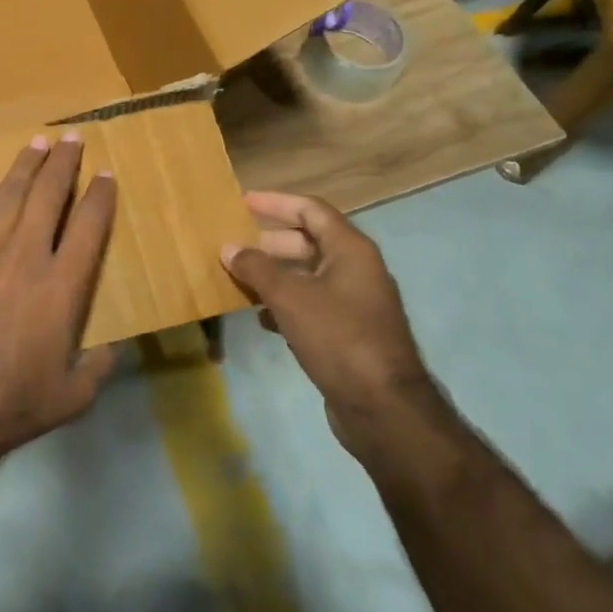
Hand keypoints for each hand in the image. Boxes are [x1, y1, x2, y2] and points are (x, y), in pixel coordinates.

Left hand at [0, 133, 117, 466]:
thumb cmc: (15, 405)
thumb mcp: (74, 396)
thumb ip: (99, 366)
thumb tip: (114, 347)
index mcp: (61, 285)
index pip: (88, 226)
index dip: (100, 196)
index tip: (106, 174)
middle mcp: (24, 257)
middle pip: (47, 197)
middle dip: (63, 163)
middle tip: (72, 138)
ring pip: (6, 198)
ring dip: (23, 167)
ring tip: (35, 142)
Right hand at [221, 192, 430, 460]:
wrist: (384, 409)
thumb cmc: (338, 337)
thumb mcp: (290, 297)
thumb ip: (257, 268)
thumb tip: (229, 247)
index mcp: (350, 250)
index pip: (310, 210)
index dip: (276, 203)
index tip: (243, 202)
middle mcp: (357, 270)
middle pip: (309, 242)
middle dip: (271, 243)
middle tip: (236, 246)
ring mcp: (356, 303)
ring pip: (308, 276)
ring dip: (275, 276)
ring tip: (240, 280)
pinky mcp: (350, 334)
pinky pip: (313, 305)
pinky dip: (286, 305)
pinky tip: (262, 319)